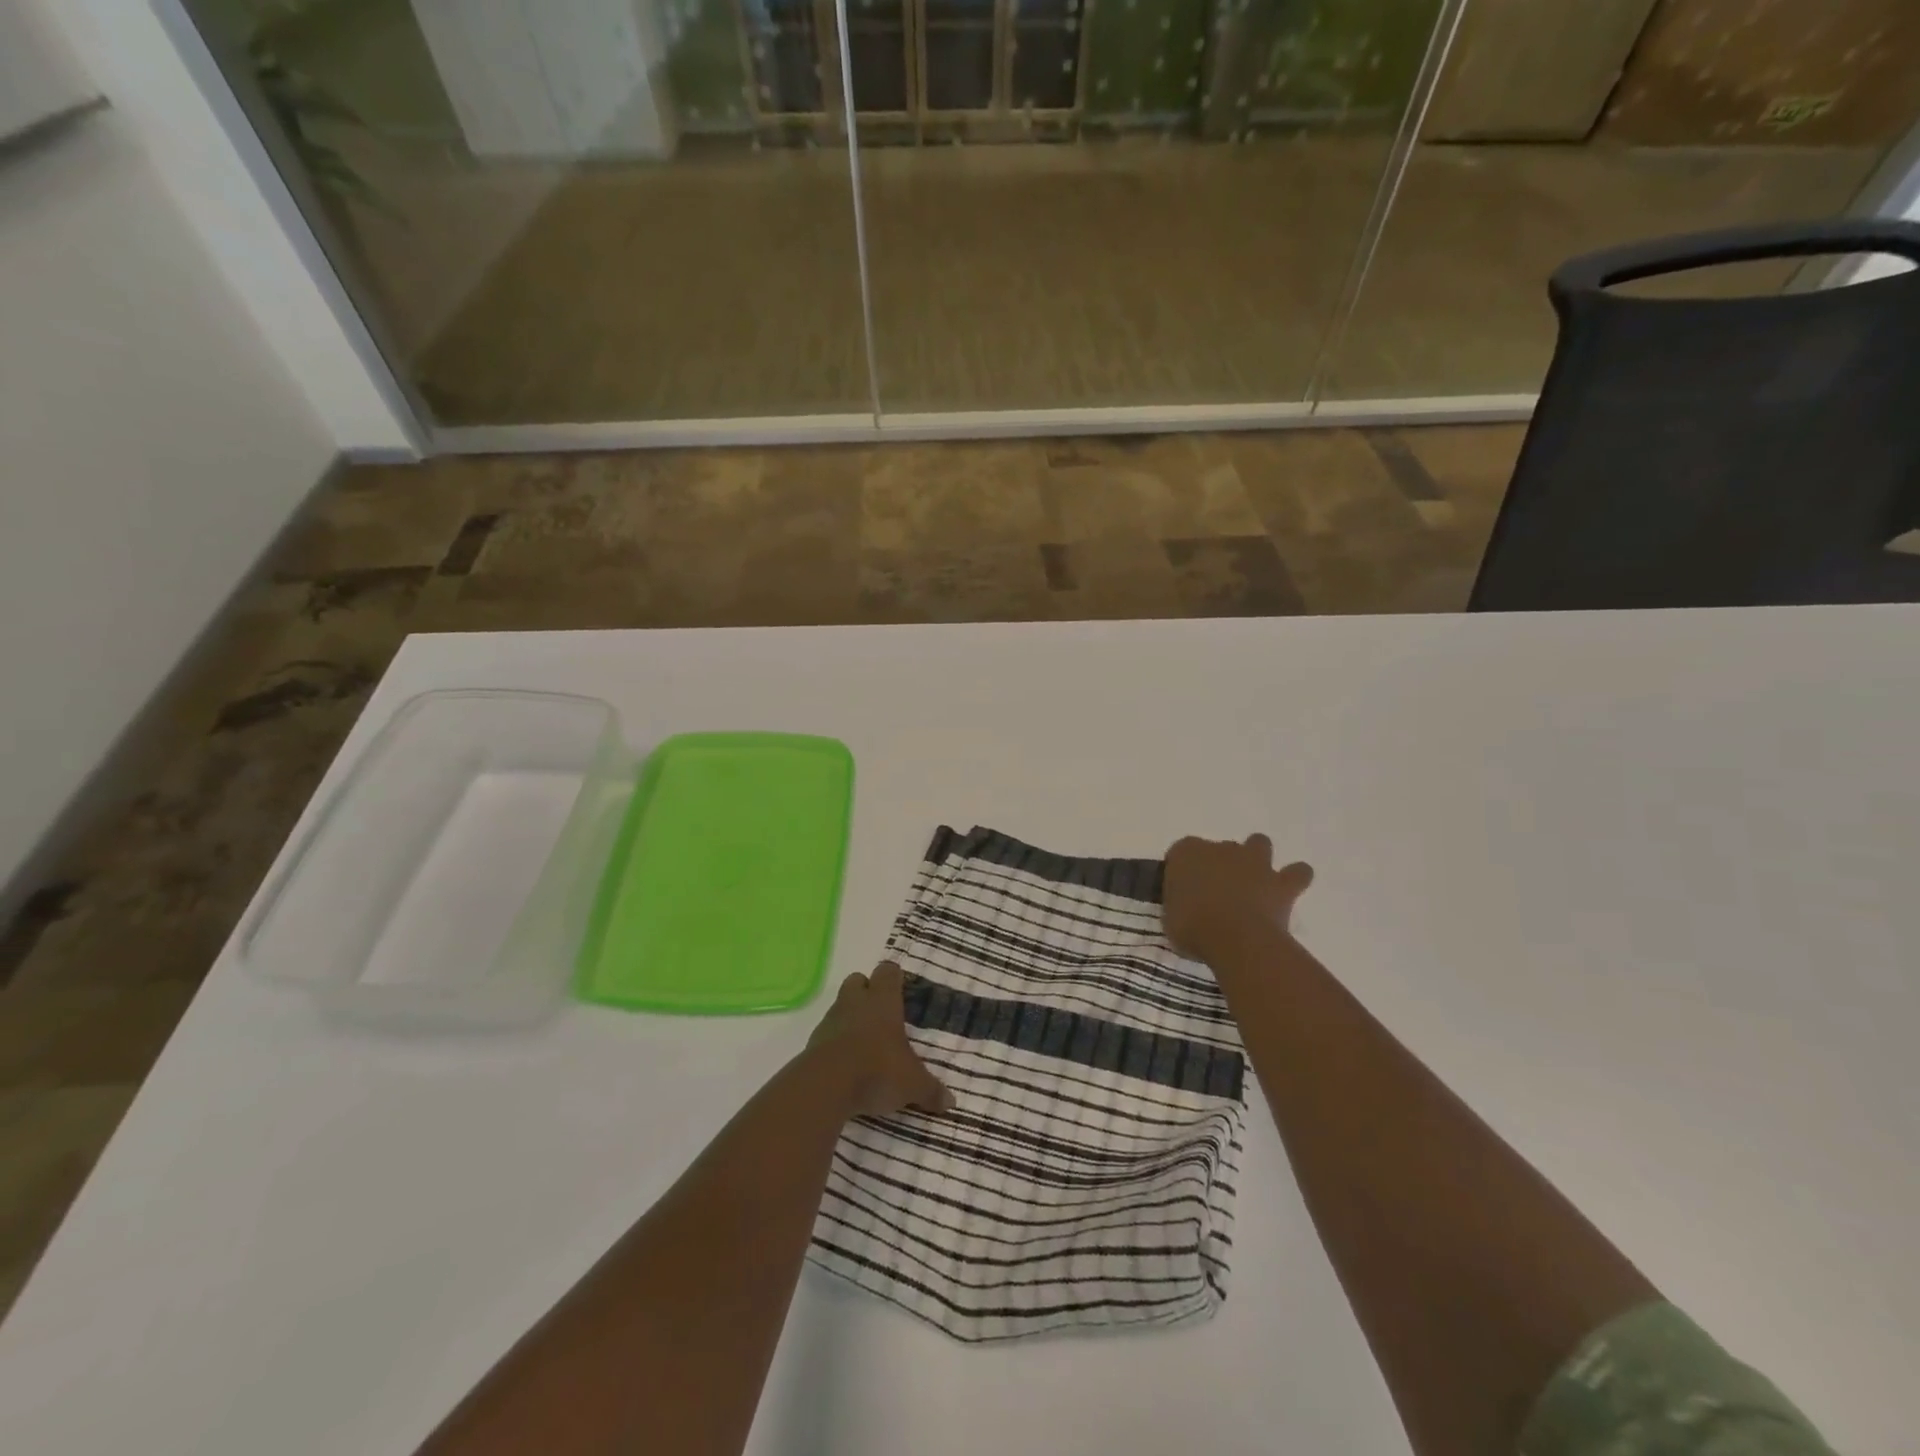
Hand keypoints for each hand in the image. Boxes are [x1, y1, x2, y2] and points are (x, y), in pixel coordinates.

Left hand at [806, 961, 954, 1119]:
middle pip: (857, 980)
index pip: (888, 972)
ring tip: (865, 1042)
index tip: (901, 990)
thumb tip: (951, 1102)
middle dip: (867, 991)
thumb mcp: (912, 1084)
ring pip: (840, 1005)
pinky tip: (846, 1062)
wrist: (826, 1086)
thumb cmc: (877, 1070)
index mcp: (883, 1001)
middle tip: (881, 1014)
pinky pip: (827, 1032)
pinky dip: (835, 1041)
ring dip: (850, 1016)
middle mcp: (856, 1002)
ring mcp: (831, 1019)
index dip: (894, 977)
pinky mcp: (814, 1041)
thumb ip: (931, 1090)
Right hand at [1163, 834, 1314, 965]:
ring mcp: (1253, 862)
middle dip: (1221, 865)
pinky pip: (1297, 873)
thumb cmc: (1191, 928)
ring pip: (1259, 844)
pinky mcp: (1280, 882)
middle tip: (1218, 893)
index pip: (1181, 852)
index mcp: (1186, 853)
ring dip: (1257, 858)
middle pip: (1220, 848)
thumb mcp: (1169, 917)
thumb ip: (1178, 905)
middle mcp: (1221, 848)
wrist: (1234, 938)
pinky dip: (1295, 878)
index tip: (1183, 891)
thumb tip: (1185, 910)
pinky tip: (1289, 890)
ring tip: (1255, 881)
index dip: (1183, 870)